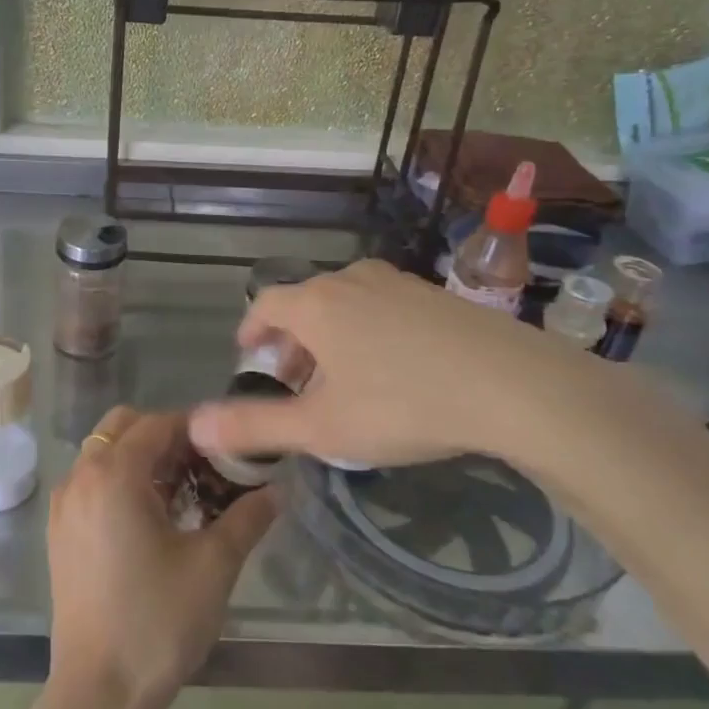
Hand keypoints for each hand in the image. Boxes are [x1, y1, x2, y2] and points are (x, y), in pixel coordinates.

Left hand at [28, 406, 276, 708]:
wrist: (99, 693)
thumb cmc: (158, 622)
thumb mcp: (214, 566)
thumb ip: (247, 518)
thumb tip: (277, 491)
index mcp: (114, 475)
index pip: (157, 424)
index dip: (194, 428)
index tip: (226, 447)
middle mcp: (81, 478)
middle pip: (122, 428)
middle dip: (163, 436)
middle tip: (202, 468)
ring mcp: (64, 505)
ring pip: (103, 454)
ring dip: (140, 458)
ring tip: (181, 494)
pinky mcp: (59, 532)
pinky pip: (90, 482)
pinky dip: (118, 481)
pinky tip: (149, 520)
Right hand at [188, 258, 644, 473]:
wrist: (513, 385)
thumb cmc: (403, 404)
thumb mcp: (322, 428)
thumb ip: (255, 427)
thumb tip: (195, 426)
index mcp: (315, 304)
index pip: (265, 305)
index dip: (251, 330)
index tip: (249, 355)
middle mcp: (350, 280)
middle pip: (304, 304)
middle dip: (291, 342)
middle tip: (293, 381)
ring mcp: (397, 282)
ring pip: (345, 304)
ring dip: (330, 337)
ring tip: (341, 379)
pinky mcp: (436, 294)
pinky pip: (382, 306)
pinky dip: (368, 331)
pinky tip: (392, 369)